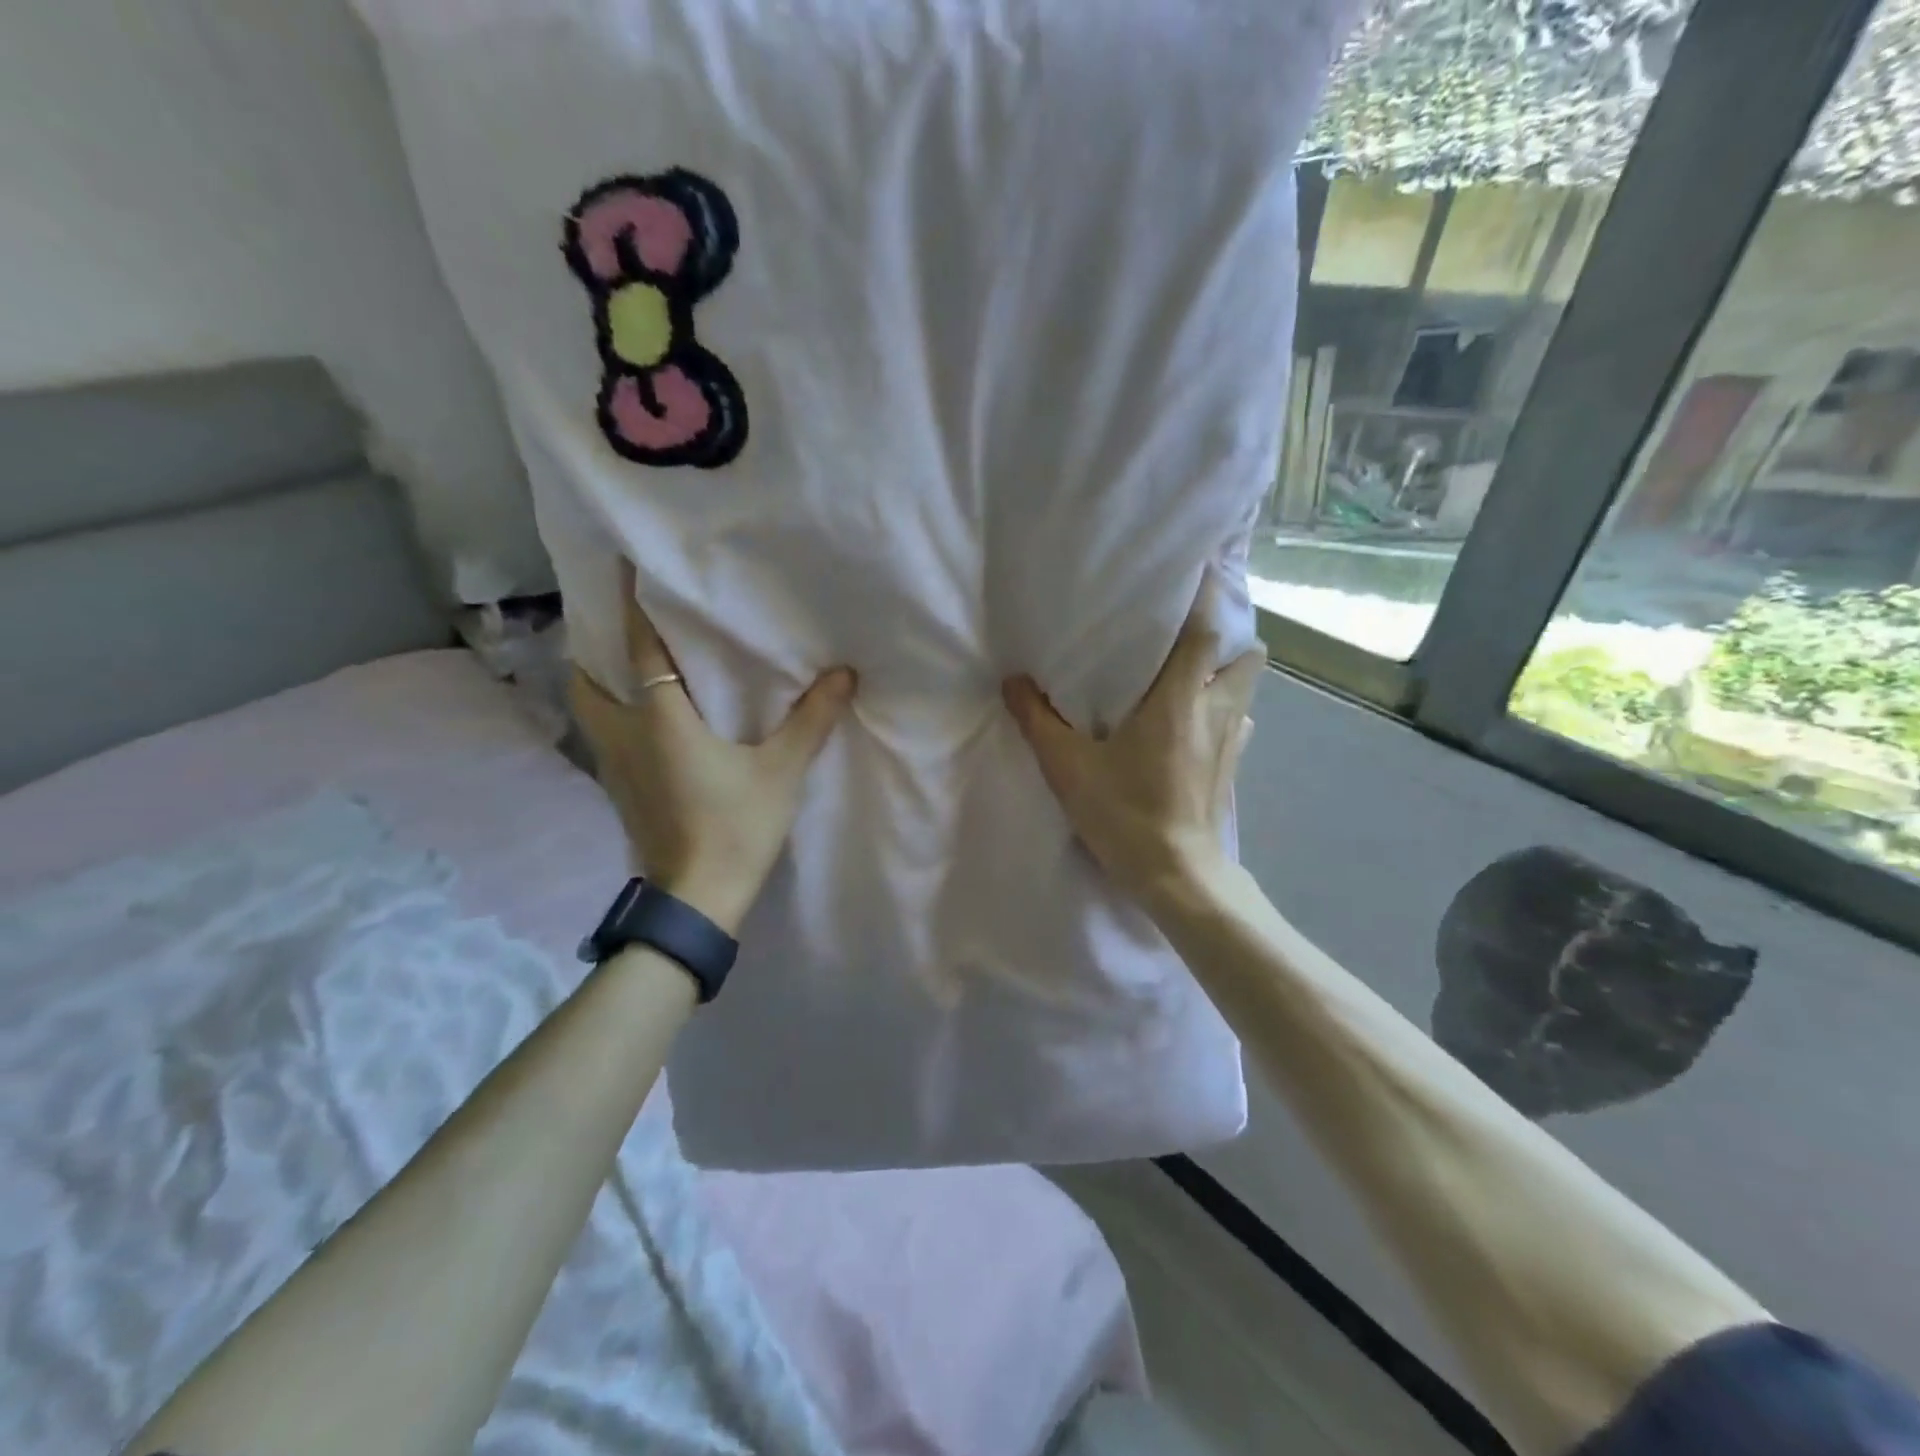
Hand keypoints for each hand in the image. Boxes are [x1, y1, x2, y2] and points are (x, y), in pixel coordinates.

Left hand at [570, 562, 855, 932]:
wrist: (697, 898)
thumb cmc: (736, 827)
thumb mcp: (781, 772)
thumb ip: (811, 721)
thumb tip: (843, 674)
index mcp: (661, 720)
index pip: (641, 650)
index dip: (633, 607)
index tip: (622, 569)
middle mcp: (625, 735)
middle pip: (586, 681)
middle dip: (592, 651)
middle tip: (617, 630)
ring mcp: (614, 768)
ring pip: (588, 712)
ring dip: (598, 686)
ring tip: (625, 672)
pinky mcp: (619, 793)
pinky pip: (604, 739)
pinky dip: (613, 719)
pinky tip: (644, 724)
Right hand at [1002, 579, 1263, 909]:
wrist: (1177, 876)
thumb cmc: (1126, 814)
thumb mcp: (1068, 768)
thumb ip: (1038, 720)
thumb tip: (1013, 682)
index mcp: (1178, 699)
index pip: (1203, 630)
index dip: (1204, 594)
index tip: (1197, 566)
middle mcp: (1215, 710)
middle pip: (1244, 654)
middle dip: (1224, 639)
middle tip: (1184, 638)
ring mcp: (1232, 740)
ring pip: (1245, 689)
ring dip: (1224, 675)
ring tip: (1188, 678)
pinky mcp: (1233, 768)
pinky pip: (1238, 723)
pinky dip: (1222, 713)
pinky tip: (1193, 728)